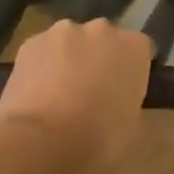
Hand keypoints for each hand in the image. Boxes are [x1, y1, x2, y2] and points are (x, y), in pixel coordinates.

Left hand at [0, 19, 154, 165]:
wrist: (41, 145)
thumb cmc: (97, 142)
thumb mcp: (130, 125)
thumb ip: (127, 98)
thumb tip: (116, 98)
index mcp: (134, 47)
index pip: (140, 49)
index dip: (131, 69)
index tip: (124, 89)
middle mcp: (102, 29)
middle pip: (104, 38)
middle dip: (99, 58)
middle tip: (90, 91)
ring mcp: (65, 31)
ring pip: (70, 42)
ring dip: (68, 59)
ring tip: (57, 94)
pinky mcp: (32, 42)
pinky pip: (42, 51)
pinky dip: (41, 66)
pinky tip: (34, 94)